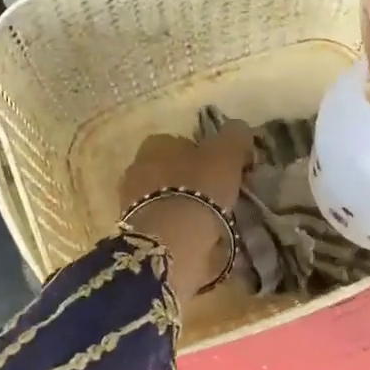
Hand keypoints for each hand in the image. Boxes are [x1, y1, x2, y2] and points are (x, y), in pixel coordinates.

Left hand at [119, 125, 254, 295]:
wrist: (171, 240)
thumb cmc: (199, 188)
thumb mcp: (227, 153)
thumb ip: (235, 136)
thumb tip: (239, 130)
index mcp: (155, 144)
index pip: (182, 143)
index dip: (206, 155)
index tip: (224, 172)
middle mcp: (137, 167)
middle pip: (171, 170)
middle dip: (192, 181)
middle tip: (219, 197)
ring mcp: (130, 201)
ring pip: (165, 197)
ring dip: (185, 205)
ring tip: (211, 221)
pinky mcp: (134, 230)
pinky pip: (162, 223)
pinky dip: (177, 228)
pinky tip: (196, 238)